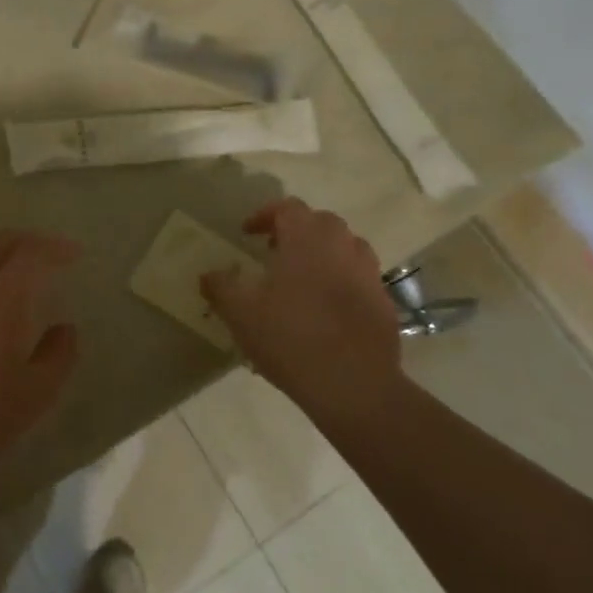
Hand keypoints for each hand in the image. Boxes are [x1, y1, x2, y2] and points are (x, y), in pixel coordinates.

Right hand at [200, 199, 402, 406]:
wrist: (354, 385)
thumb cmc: (290, 337)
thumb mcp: (240, 312)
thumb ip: (220, 286)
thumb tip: (208, 274)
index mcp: (306, 238)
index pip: (287, 207)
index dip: (264, 215)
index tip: (247, 233)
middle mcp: (342, 245)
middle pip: (319, 222)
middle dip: (295, 230)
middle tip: (273, 251)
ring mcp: (368, 273)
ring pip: (344, 247)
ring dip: (322, 253)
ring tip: (301, 278)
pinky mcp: (384, 301)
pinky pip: (359, 277)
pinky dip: (341, 280)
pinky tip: (325, 309)